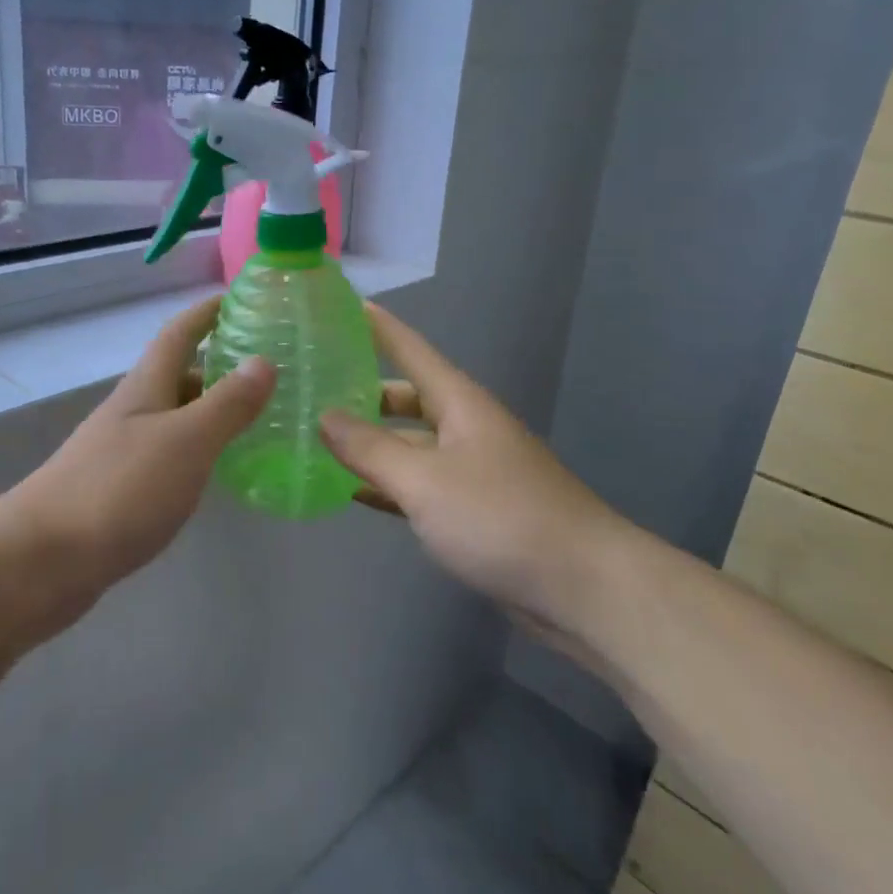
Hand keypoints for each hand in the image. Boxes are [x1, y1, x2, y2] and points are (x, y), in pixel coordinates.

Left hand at [0, 296, 274, 633]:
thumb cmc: (118, 489)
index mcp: (145, 388)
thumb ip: (226, 403)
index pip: (179, 333)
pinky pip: (169, 456)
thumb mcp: (185, 441)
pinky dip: (198, 451)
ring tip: (259, 417)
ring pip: (175, 418)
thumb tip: (263, 361)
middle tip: (271, 369)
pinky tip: (218, 469)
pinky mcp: (120, 491)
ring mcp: (122, 451)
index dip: (207, 312)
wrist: (42, 560)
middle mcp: (132, 412)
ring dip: (211, 410)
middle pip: (178, 375)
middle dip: (219, 364)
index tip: (242, 298)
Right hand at [319, 306, 637, 650]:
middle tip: (310, 390)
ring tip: (318, 439)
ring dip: (370, 443)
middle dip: (362, 391)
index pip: (410, 349)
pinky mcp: (472, 509)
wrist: (582, 587)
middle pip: (406, 397)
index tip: (341, 307)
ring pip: (409, 444)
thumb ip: (370, 449)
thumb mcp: (425, 480)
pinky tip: (352, 491)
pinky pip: (419, 484)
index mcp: (459, 403)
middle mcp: (465, 427)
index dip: (377, 327)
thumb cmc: (500, 517)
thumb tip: (324, 416)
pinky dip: (387, 484)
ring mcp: (470, 469)